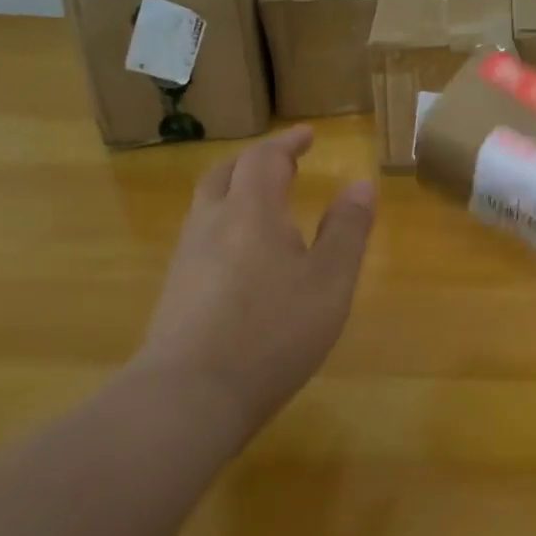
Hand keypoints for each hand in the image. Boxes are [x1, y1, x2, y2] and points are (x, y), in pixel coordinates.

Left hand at [134, 126, 375, 447]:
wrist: (186, 399)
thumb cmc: (272, 333)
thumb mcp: (329, 281)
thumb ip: (347, 230)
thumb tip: (362, 184)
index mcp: (252, 212)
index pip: (264, 159)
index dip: (287, 142)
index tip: (307, 135)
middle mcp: (211, 225)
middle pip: (224, 174)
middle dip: (255, 161)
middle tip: (283, 162)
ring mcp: (186, 260)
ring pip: (206, 206)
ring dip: (235, 191)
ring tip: (264, 204)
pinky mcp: (174, 293)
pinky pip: (200, 238)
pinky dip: (224, 225)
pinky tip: (240, 256)